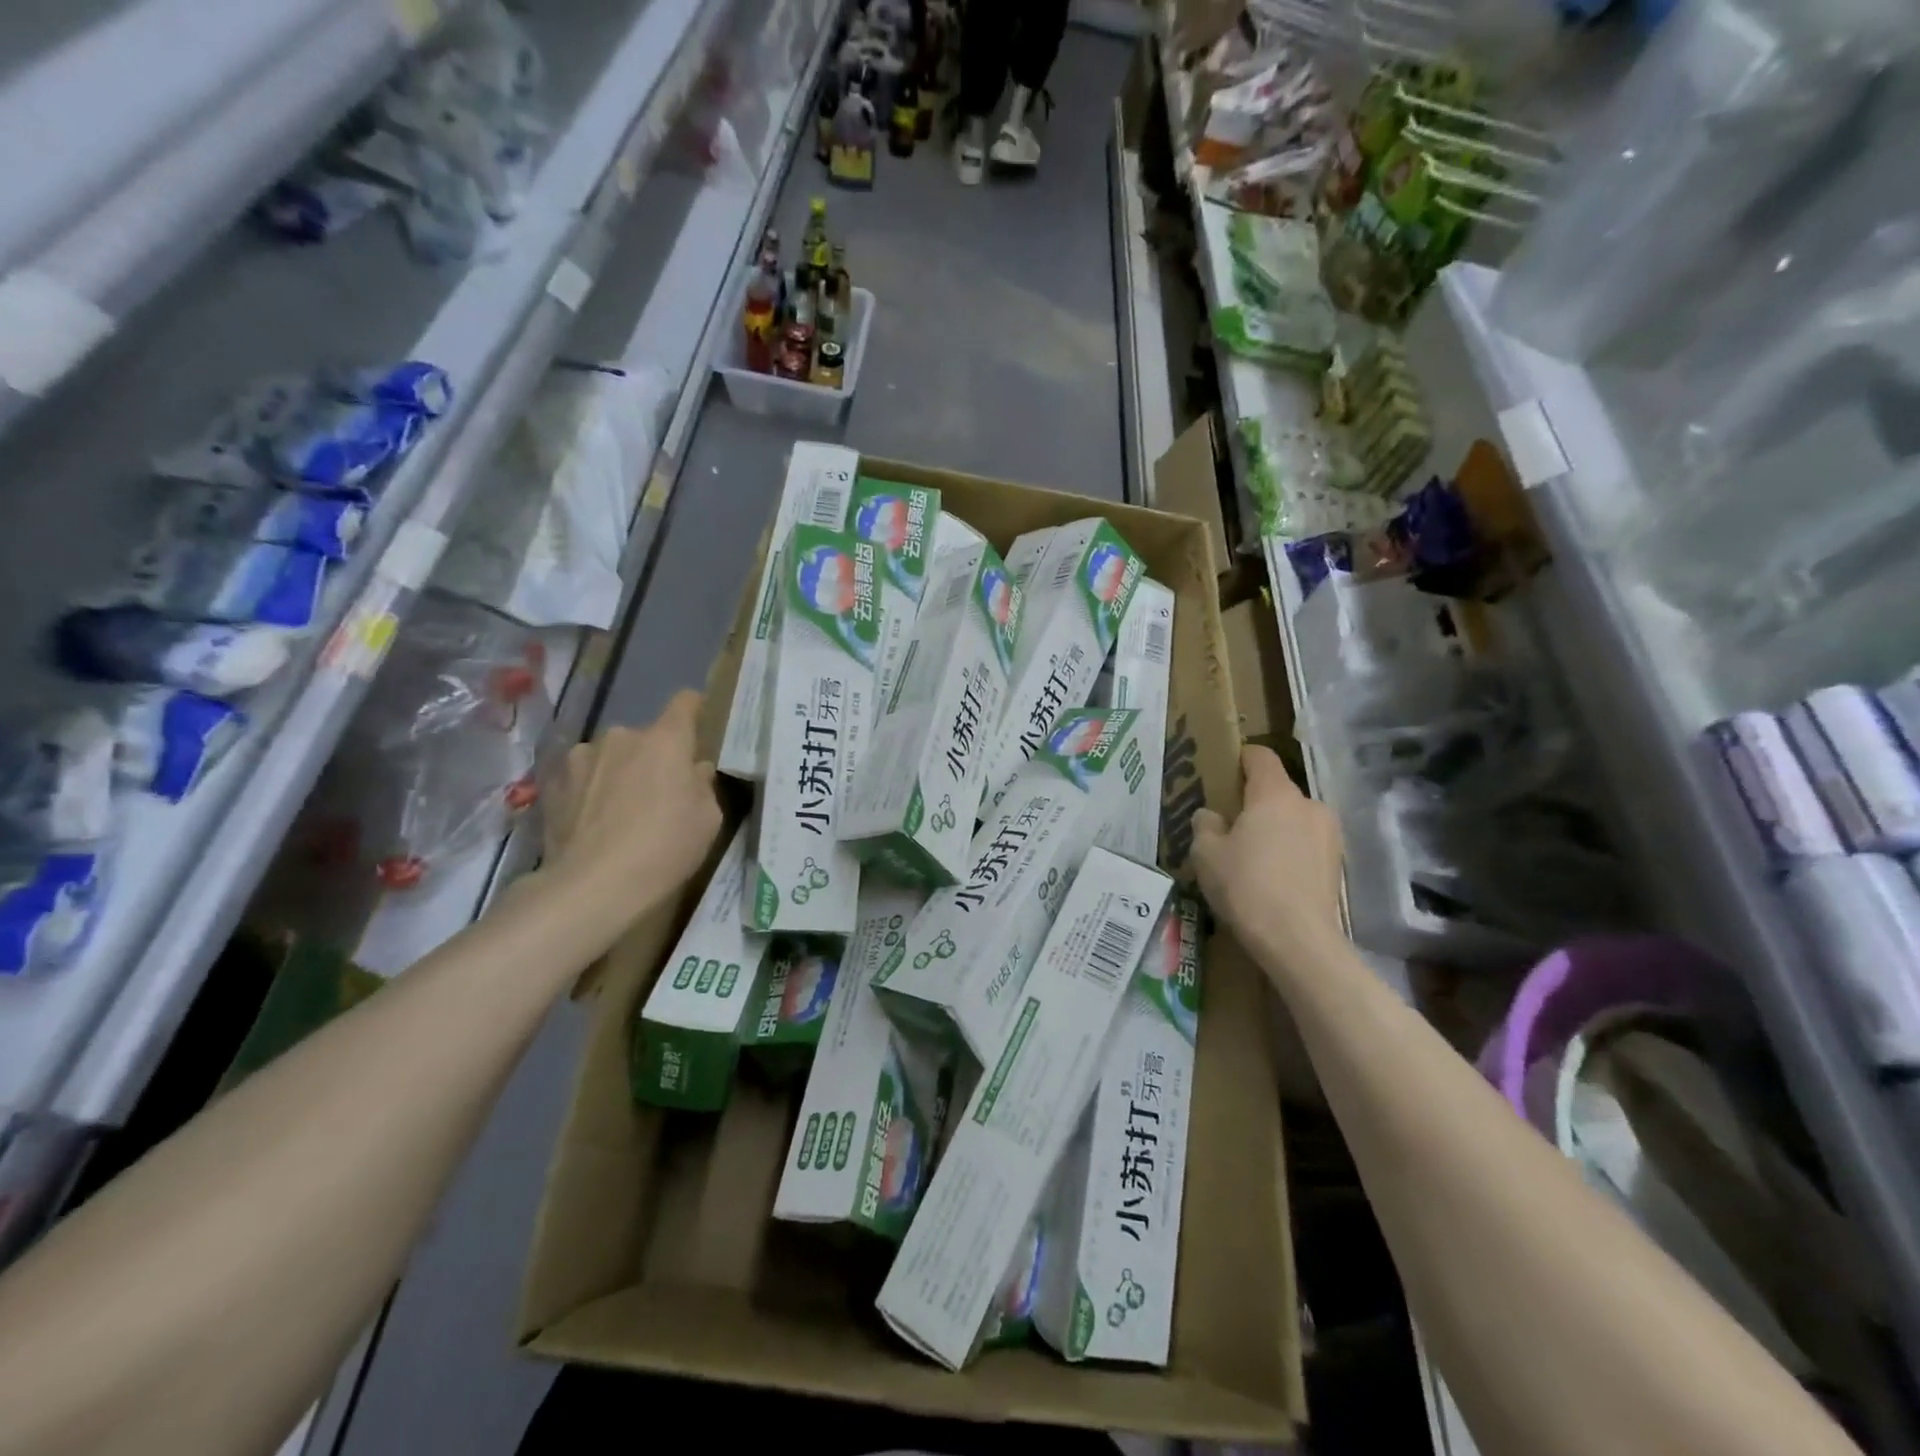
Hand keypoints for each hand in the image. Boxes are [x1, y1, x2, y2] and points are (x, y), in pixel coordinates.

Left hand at [542, 690, 722, 939]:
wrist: (591, 886)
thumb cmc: (664, 848)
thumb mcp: (707, 821)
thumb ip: (702, 786)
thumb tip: (694, 771)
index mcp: (666, 740)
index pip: (684, 703)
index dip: (694, 710)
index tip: (698, 725)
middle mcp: (622, 737)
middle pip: (646, 737)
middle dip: (654, 757)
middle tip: (659, 792)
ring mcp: (582, 757)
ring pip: (611, 756)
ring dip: (619, 772)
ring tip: (620, 811)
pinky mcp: (553, 783)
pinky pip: (583, 778)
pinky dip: (591, 791)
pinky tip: (593, 823)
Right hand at [1192, 745, 1344, 984]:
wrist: (1297, 940)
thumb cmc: (1246, 885)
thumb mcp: (1206, 854)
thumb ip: (1206, 825)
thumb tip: (1212, 816)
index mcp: (1275, 794)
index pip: (1261, 757)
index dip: (1241, 758)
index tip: (1224, 771)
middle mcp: (1308, 805)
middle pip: (1278, 791)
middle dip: (1255, 802)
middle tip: (1230, 825)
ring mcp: (1329, 835)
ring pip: (1294, 819)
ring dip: (1275, 829)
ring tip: (1252, 857)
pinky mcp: (1338, 864)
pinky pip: (1306, 845)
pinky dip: (1290, 852)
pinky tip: (1272, 878)